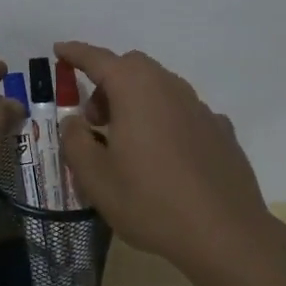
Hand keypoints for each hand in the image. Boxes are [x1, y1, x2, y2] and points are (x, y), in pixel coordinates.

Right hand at [55, 41, 273, 269]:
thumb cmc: (150, 202)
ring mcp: (200, 108)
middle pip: (133, 68)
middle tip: (94, 118)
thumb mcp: (95, 178)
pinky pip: (184, 113)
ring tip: (126, 139)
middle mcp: (169, 87)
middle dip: (108, 81)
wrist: (225, 234)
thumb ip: (75, 141)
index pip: (98, 59)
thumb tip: (74, 121)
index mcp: (135, 90)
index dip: (75, 53)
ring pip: (161, 87)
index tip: (59, 50)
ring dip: (137, 100)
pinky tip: (165, 154)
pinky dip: (165, 120)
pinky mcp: (221, 131)